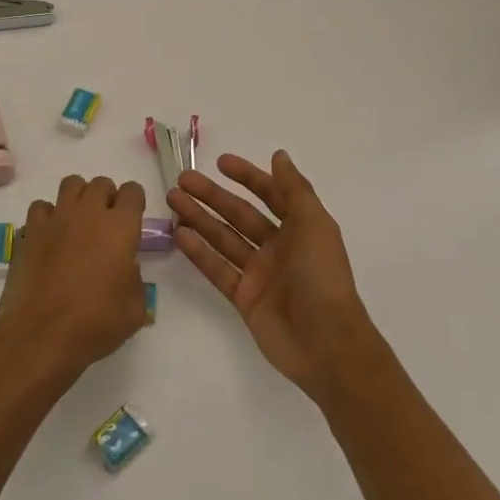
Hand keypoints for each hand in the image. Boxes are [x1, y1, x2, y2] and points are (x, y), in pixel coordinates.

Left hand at [0, 174, 149, 382]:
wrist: (42, 334)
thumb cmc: (96, 323)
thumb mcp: (135, 308)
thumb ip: (134, 278)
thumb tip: (124, 268)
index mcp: (120, 227)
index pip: (132, 191)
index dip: (134, 202)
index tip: (132, 219)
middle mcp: (88, 213)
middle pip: (101, 183)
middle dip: (107, 197)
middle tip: (106, 225)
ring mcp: (56, 218)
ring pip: (71, 184)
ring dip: (79, 198)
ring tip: (78, 224)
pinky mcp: (31, 231)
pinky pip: (41, 207)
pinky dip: (48, 216)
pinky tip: (50, 237)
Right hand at [169, 151, 375, 401]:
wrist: (327, 344)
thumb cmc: (323, 278)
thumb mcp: (315, 225)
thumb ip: (295, 190)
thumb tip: (279, 155)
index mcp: (300, 229)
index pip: (270, 195)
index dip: (247, 177)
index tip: (220, 162)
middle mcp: (278, 247)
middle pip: (239, 215)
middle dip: (212, 196)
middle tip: (182, 180)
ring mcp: (259, 274)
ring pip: (224, 239)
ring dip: (199, 218)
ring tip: (172, 200)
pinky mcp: (244, 298)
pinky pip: (218, 269)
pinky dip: (199, 252)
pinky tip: (180, 235)